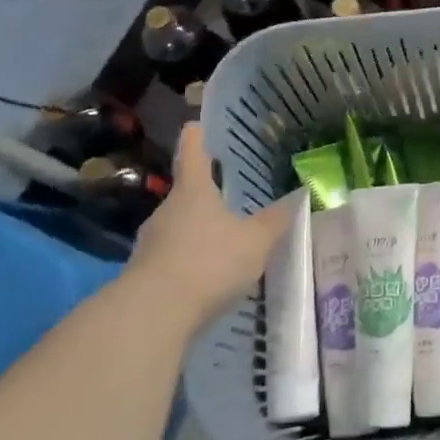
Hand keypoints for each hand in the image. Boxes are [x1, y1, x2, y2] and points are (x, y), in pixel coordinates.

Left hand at [135, 125, 294, 327]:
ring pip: (176, 229)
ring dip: (195, 233)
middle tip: (224, 198)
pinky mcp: (143, 276)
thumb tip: (297, 198)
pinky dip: (187, 264)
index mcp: (193, 192)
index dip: (196, 138)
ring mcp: (150, 243)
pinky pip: (170, 260)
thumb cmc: (209, 262)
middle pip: (185, 195)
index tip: (194, 125)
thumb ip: (275, 222)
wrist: (153, 314)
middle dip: (202, 196)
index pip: (193, 154)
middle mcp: (167, 211)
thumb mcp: (255, 242)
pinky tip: (205, 280)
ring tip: (220, 244)